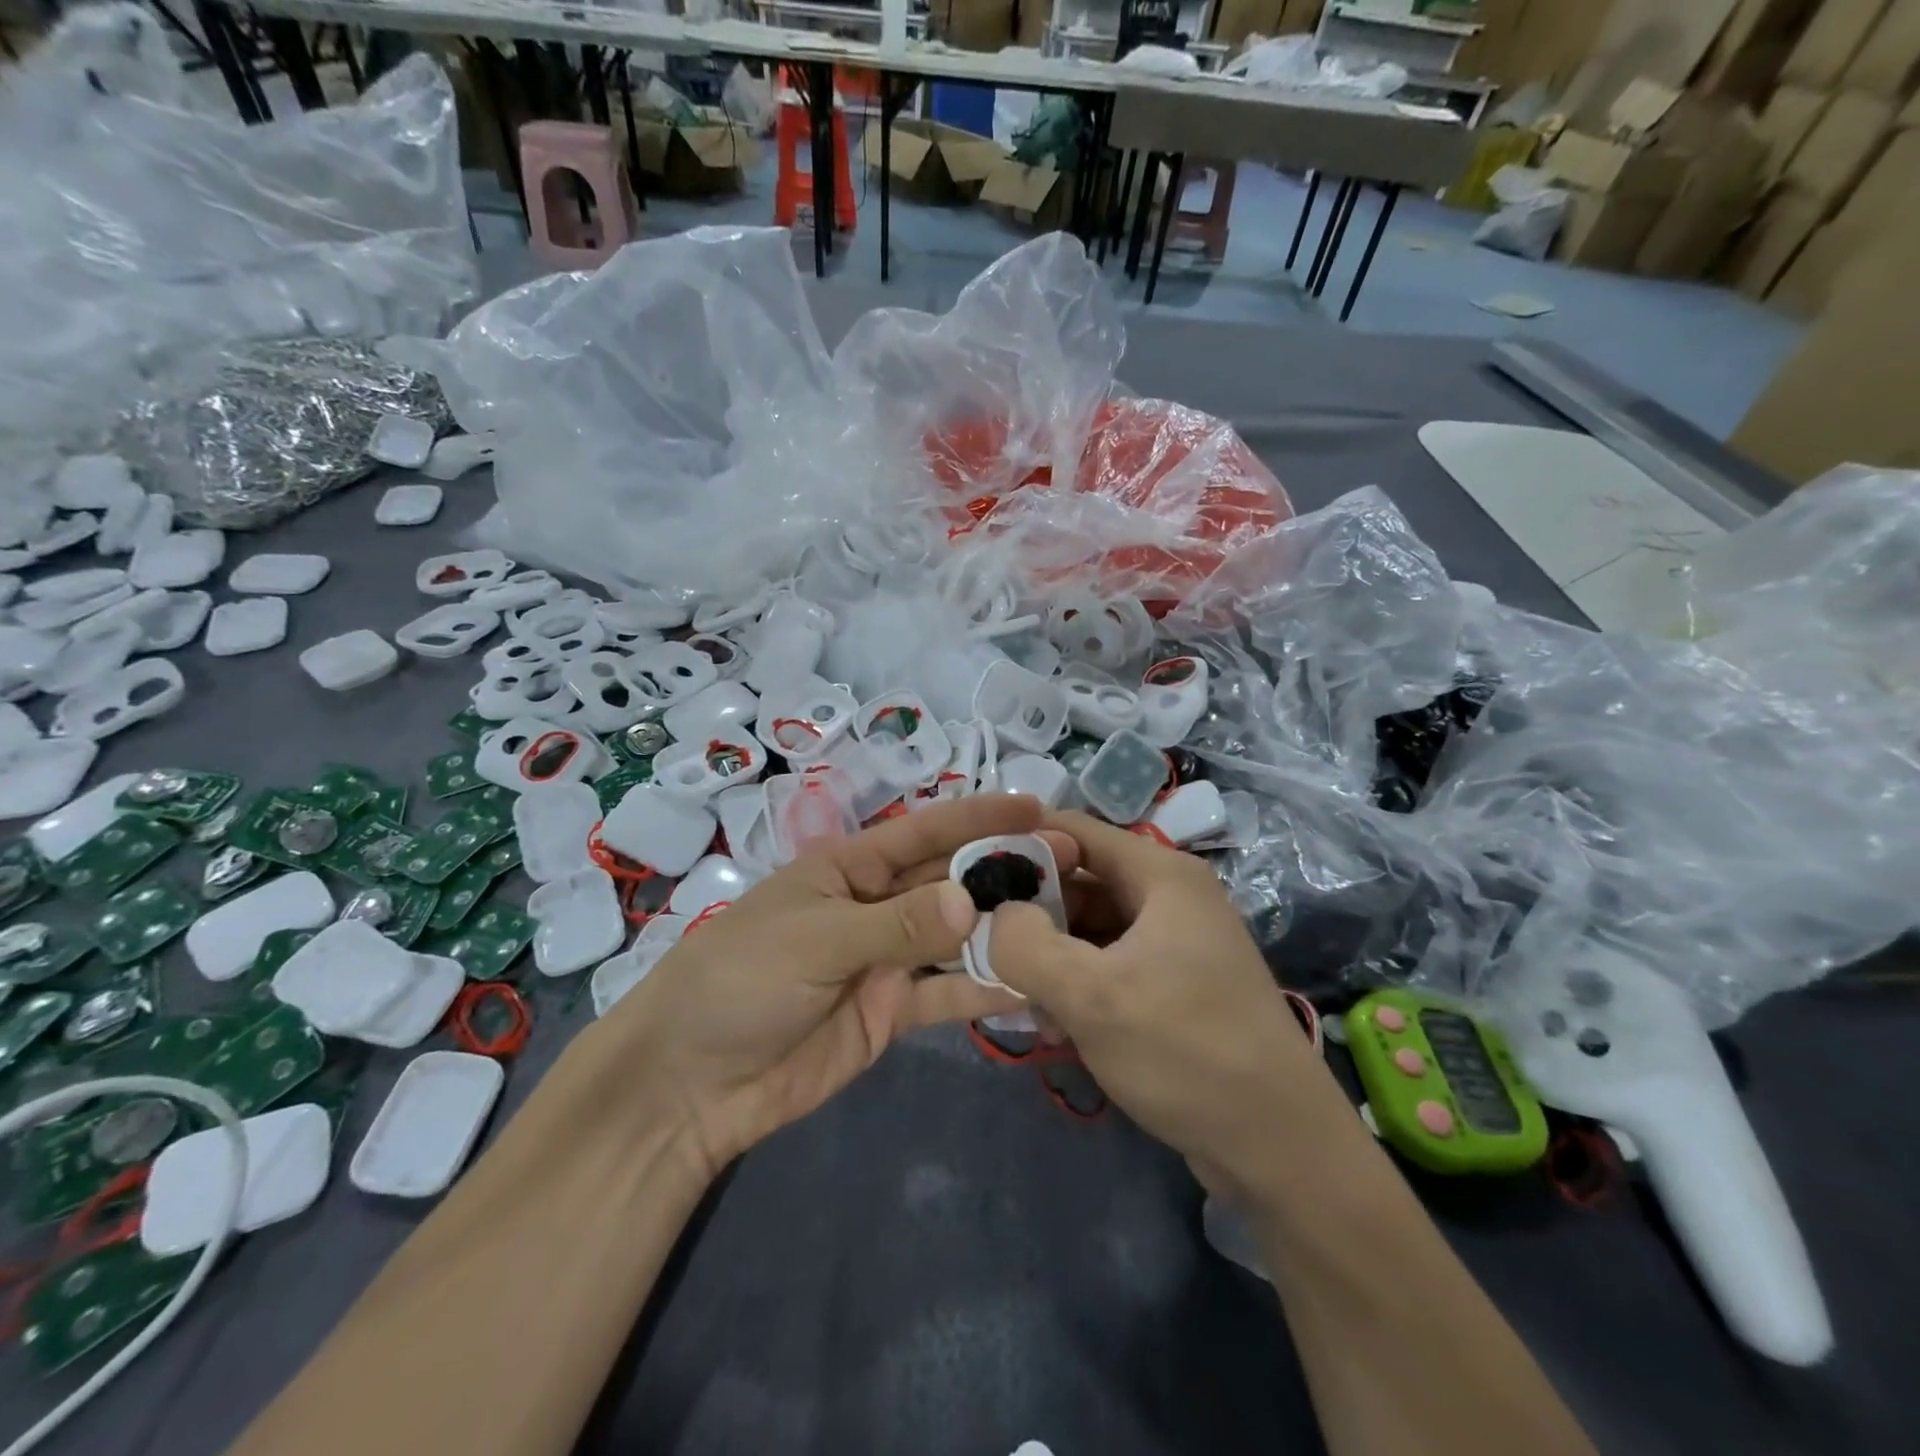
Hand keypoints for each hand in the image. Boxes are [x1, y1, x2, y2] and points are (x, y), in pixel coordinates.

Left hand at [594, 794, 1061, 1180]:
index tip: (1033, 805)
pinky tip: (1032, 985)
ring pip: (957, 936)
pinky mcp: (891, 1013)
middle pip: (949, 881)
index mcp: (848, 869)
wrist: (692, 1084)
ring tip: (1067, 918)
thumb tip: (973, 902)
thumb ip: (896, 924)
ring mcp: (886, 961)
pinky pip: (947, 995)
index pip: (922, 832)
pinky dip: (985, 990)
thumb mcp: (815, 940)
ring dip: (1004, 928)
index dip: (976, 815)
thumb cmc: (739, 982)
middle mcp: (874, 906)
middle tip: (1071, 863)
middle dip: (1004, 870)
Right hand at [989, 811, 1323, 1195]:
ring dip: (1049, 960)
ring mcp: (1172, 944)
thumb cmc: (1187, 1052)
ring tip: (1020, 1002)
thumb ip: (1025, 945)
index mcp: (1160, 875)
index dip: (1019, 845)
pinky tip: (1055, 1029)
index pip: (1072, 830)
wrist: (1280, 1149)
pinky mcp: (1171, 988)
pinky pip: (1107, 967)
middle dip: (1030, 915)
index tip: (968, 877)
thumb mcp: (1093, 996)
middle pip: (1078, 882)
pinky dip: (1075, 987)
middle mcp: (1168, 898)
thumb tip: (992, 917)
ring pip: (1087, 930)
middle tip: (985, 952)